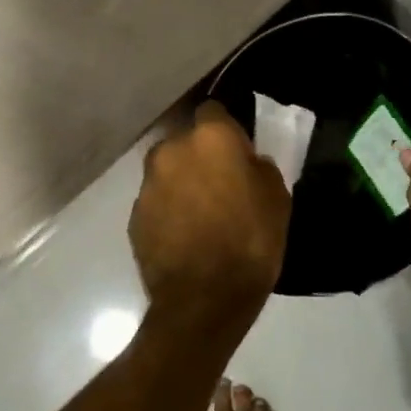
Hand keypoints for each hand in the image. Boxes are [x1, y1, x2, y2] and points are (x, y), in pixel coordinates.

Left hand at [129, 101, 291, 346]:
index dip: (225, 128)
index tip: (236, 151)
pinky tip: (184, 235)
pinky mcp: (134, 215)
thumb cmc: (251, 242)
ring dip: (181, 182)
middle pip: (186, 141)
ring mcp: (148, 183)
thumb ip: (258, 167)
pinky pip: (156, 201)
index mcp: (210, 137)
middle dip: (200, 155)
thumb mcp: (277, 198)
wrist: (204, 299)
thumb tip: (246, 162)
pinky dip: (168, 210)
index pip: (213, 110)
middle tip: (220, 184)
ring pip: (168, 170)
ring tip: (200, 213)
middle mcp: (172, 150)